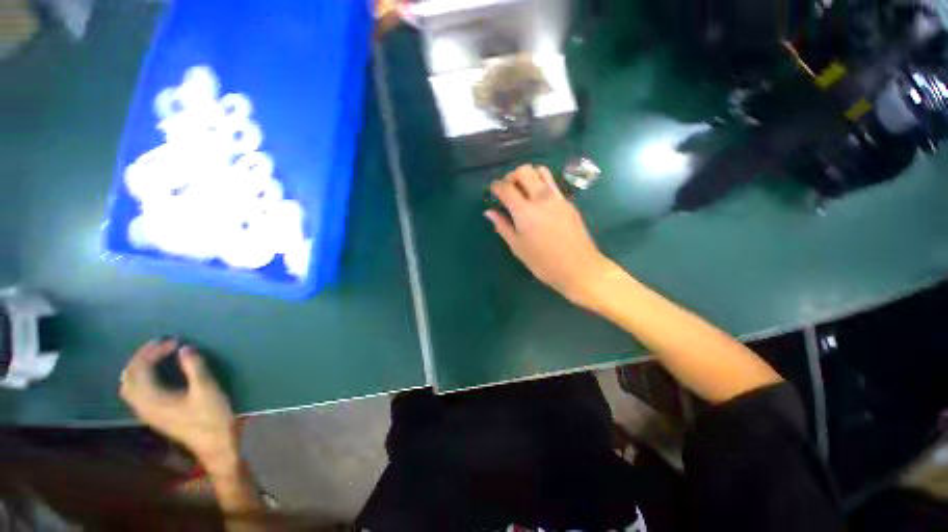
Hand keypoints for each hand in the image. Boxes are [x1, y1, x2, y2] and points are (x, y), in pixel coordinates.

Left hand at [120, 340, 238, 472]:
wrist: (214, 444)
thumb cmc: (211, 416)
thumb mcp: (207, 390)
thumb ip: (194, 367)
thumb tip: (185, 348)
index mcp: (153, 399)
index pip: (141, 369)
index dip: (153, 352)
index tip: (173, 341)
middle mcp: (143, 406)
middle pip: (129, 377)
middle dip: (140, 357)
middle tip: (159, 344)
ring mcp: (147, 412)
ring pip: (129, 386)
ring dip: (138, 367)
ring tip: (155, 356)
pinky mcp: (154, 415)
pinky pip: (136, 393)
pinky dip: (140, 378)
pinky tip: (155, 374)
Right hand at [486, 165, 615, 309]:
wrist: (579, 268)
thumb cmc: (544, 262)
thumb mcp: (518, 247)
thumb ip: (503, 226)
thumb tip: (489, 212)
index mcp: (525, 211)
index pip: (506, 188)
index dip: (496, 187)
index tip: (492, 191)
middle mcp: (541, 198)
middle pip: (524, 171)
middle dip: (511, 176)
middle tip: (507, 189)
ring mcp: (557, 198)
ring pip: (541, 171)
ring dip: (528, 175)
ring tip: (523, 190)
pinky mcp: (568, 202)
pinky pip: (552, 183)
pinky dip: (541, 183)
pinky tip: (538, 200)